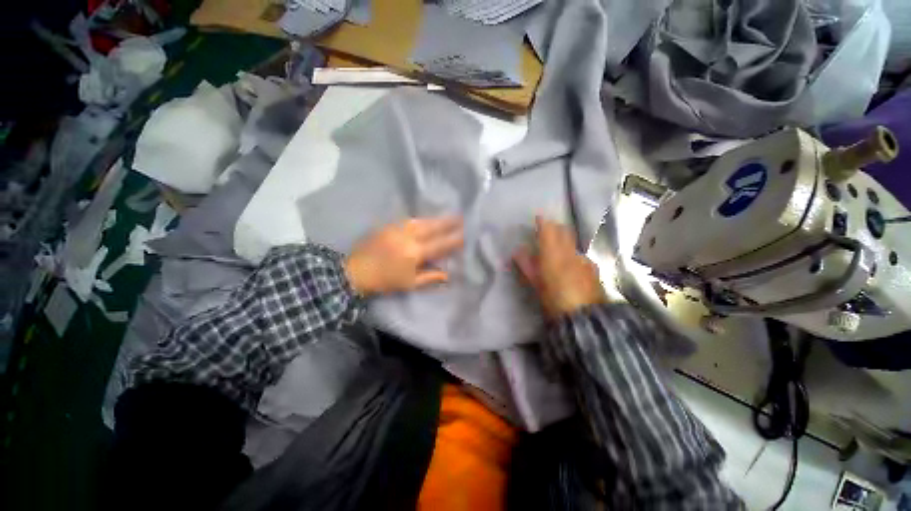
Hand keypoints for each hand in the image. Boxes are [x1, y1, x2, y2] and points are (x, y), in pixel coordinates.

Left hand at [345, 216, 463, 295]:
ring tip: (447, 217)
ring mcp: (398, 228)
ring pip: (422, 220)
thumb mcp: (409, 284)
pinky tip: (427, 220)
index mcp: (415, 253)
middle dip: (449, 222)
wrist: (356, 271)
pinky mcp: (389, 225)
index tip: (466, 235)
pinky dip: (422, 219)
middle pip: (433, 227)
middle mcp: (409, 237)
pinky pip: (410, 219)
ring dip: (436, 219)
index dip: (454, 239)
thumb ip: (430, 277)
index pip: (441, 244)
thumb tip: (448, 275)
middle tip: (461, 217)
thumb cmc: (385, 281)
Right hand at [513, 216, 606, 319]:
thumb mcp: (536, 284)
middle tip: (547, 228)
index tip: (538, 217)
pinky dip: (572, 254)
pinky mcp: (592, 269)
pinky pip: (580, 255)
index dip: (543, 222)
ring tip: (557, 246)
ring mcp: (584, 260)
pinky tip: (570, 263)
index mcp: (554, 255)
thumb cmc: (554, 300)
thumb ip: (527, 265)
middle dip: (555, 227)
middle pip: (564, 232)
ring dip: (564, 240)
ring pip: (572, 243)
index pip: (548, 230)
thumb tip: (518, 252)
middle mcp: (570, 252)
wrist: (584, 318)